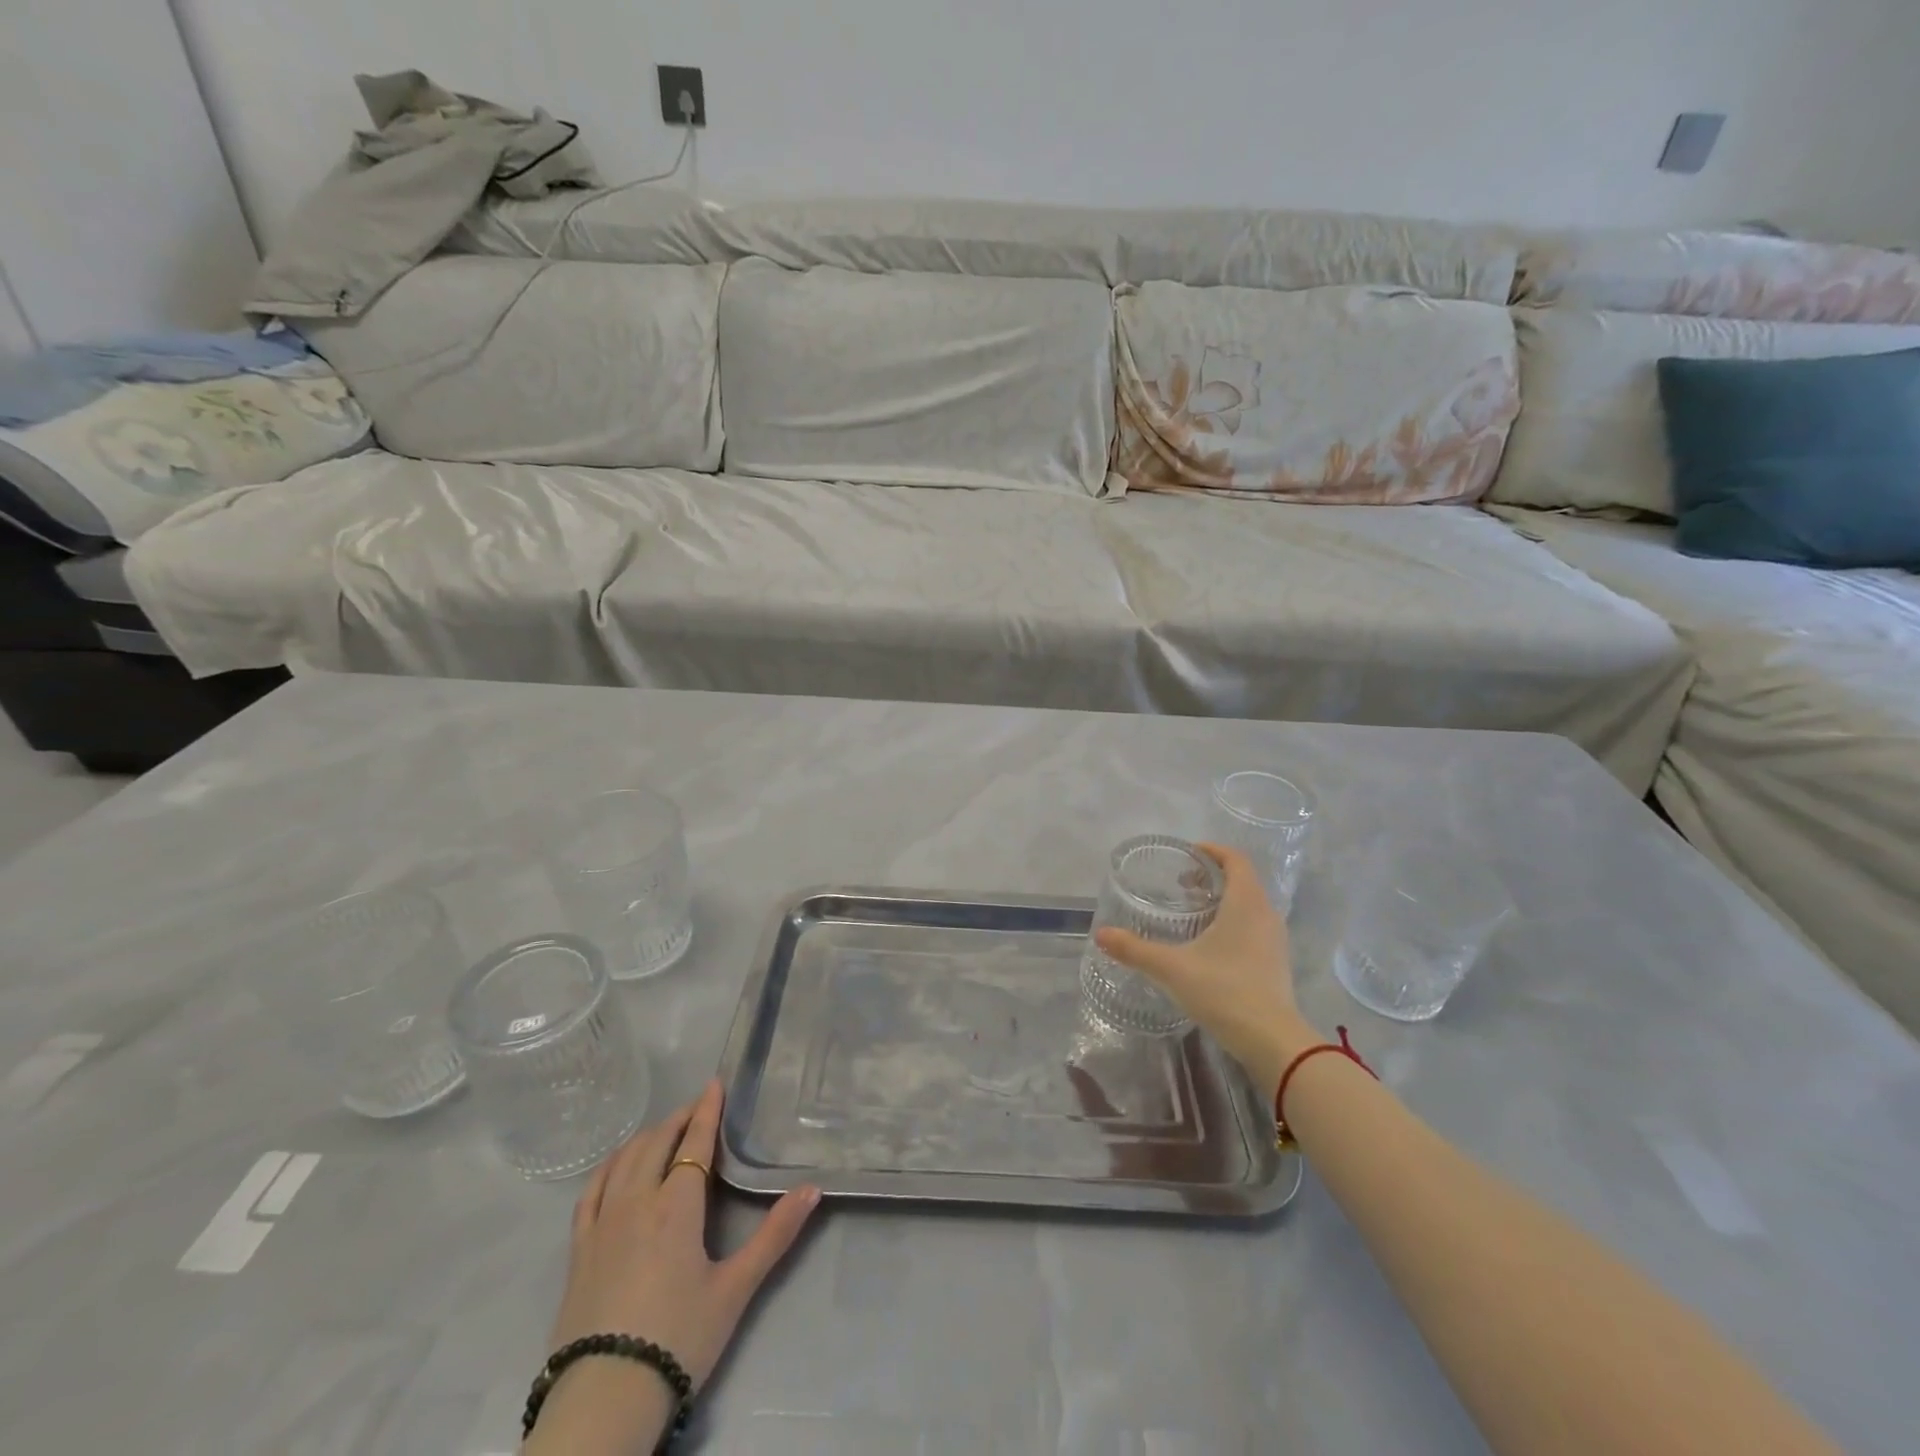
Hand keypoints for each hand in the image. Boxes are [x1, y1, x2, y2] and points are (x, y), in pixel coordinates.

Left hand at [539, 1080, 818, 1446]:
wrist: (605, 1399)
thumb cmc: (679, 1338)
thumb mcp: (736, 1288)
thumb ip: (775, 1235)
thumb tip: (813, 1189)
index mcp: (677, 1206)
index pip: (694, 1143)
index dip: (706, 1110)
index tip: (714, 1083)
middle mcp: (637, 1201)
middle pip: (656, 1143)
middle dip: (678, 1118)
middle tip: (696, 1107)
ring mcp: (602, 1224)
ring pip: (624, 1160)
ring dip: (647, 1137)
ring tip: (663, 1131)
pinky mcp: (578, 1249)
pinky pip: (591, 1191)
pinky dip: (609, 1166)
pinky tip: (616, 1166)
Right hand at [1094, 842, 1313, 1094]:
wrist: (1272, 1041)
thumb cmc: (1224, 991)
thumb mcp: (1172, 968)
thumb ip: (1134, 950)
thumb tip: (1101, 935)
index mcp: (1245, 903)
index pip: (1235, 860)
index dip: (1212, 851)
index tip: (1188, 854)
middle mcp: (1265, 914)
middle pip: (1243, 881)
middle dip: (1212, 877)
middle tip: (1181, 886)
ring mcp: (1275, 940)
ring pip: (1250, 905)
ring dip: (1224, 901)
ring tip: (1193, 913)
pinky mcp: (1276, 963)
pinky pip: (1255, 927)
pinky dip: (1233, 923)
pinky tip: (1210, 946)